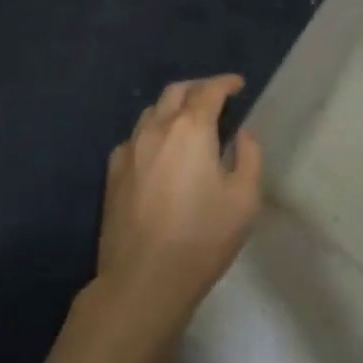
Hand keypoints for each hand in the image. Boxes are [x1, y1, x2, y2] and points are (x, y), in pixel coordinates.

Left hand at [96, 75, 262, 336]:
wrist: (143, 280)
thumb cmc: (201, 238)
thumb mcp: (244, 200)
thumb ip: (249, 157)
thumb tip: (242, 134)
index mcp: (192, 128)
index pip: (210, 90)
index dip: (226, 83)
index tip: (238, 85)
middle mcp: (158, 127)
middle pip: (177, 91)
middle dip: (199, 88)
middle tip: (215, 99)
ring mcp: (131, 148)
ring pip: (152, 111)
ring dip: (173, 108)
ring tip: (188, 123)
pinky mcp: (113, 171)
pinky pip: (135, 138)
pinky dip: (152, 133)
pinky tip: (159, 152)